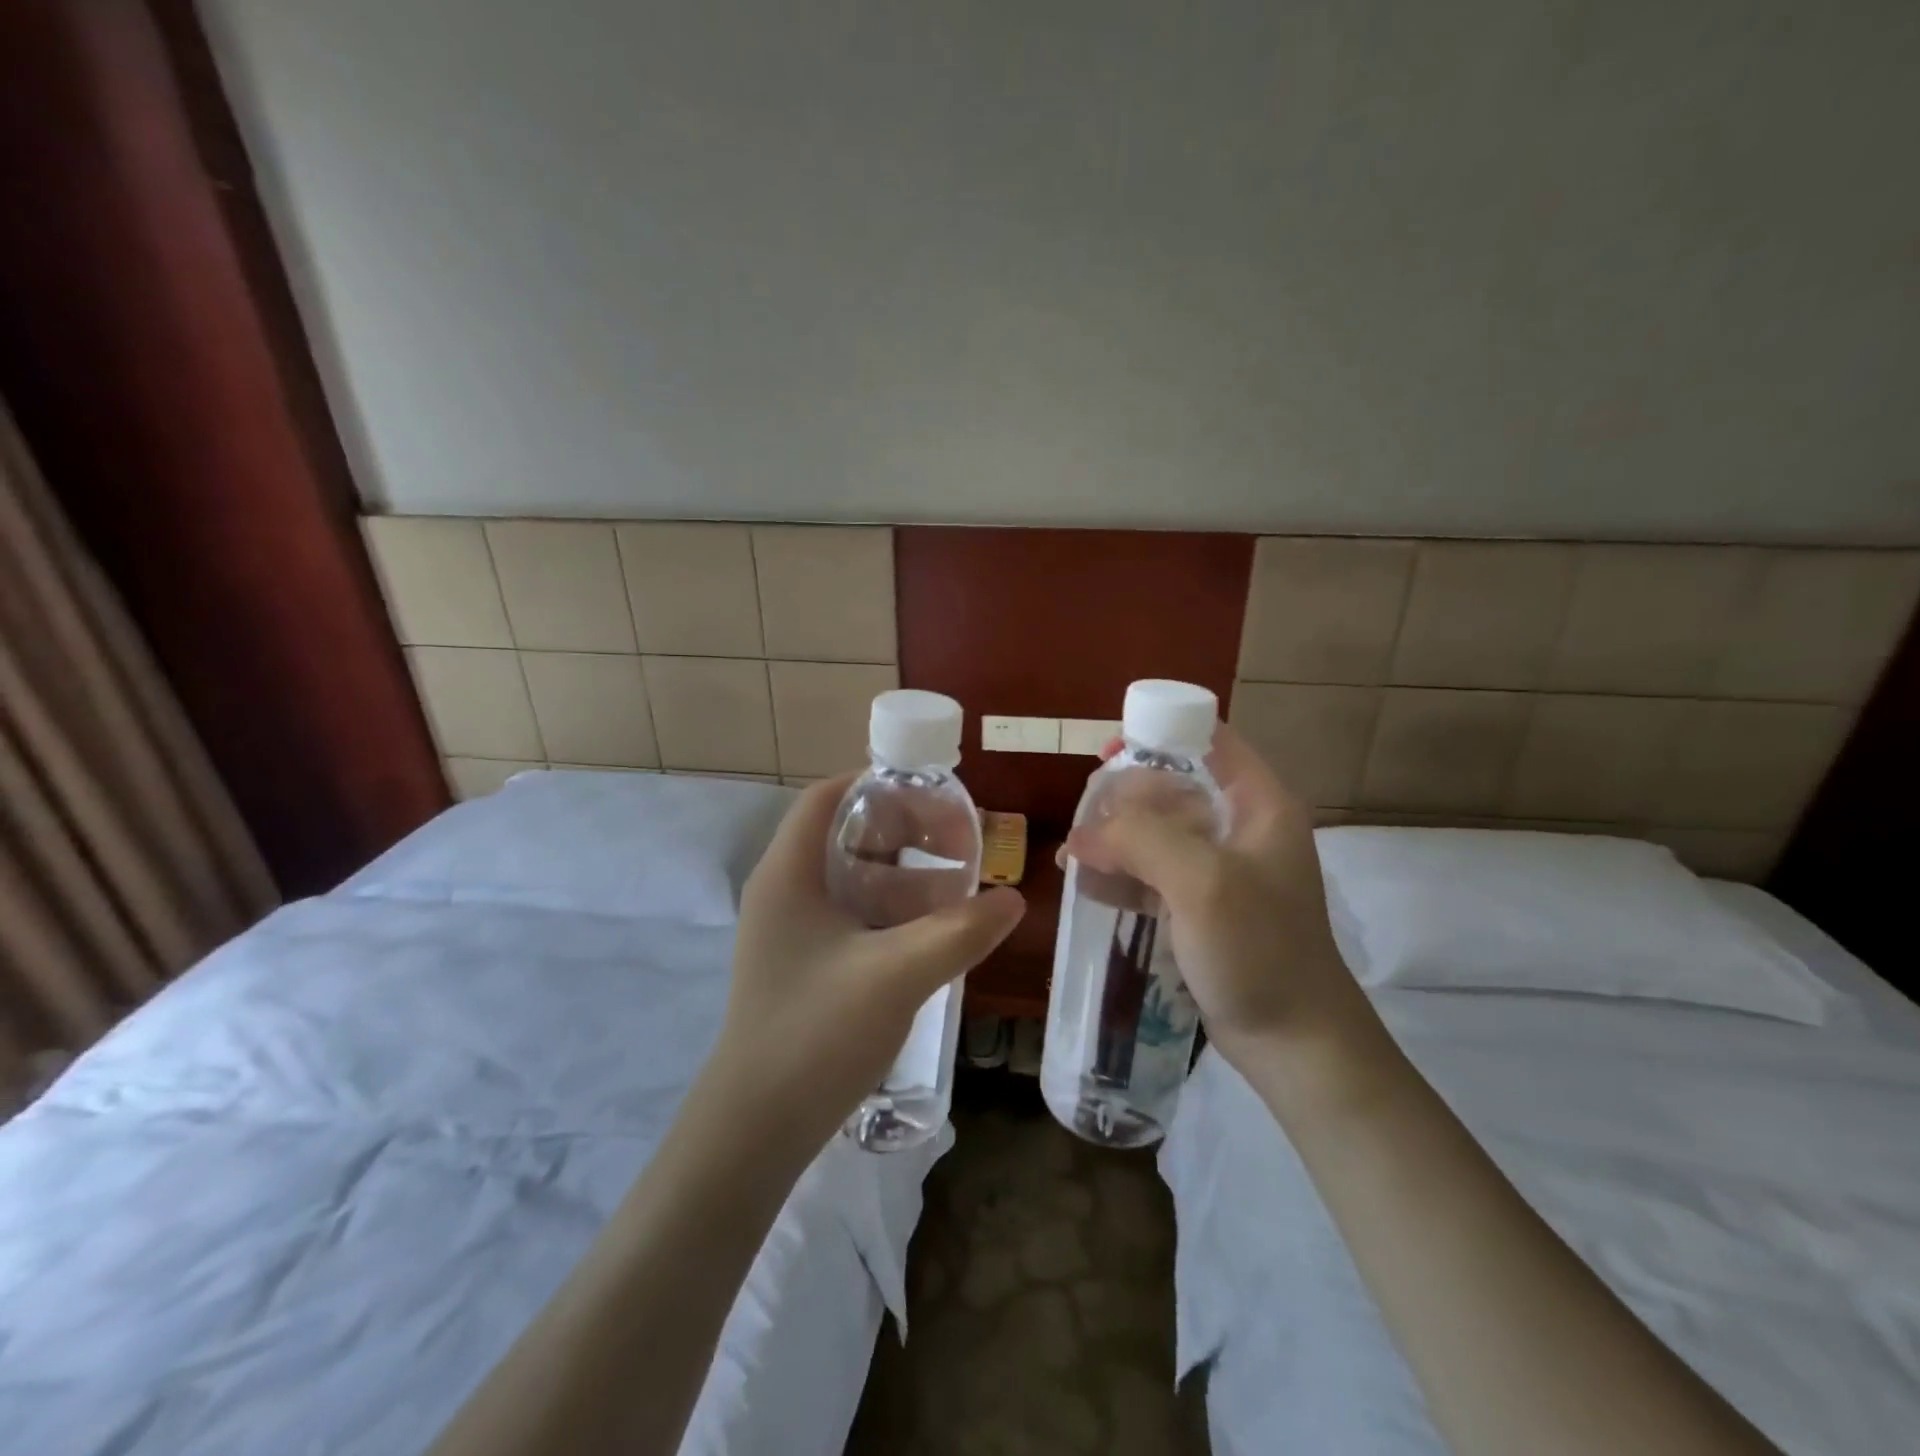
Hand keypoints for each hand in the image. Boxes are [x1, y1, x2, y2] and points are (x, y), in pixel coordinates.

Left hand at [712, 777, 1025, 1151]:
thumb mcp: (897, 975)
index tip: (935, 797)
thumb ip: (959, 932)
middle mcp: (785, 890)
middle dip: (905, 831)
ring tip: (958, 891)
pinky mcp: (804, 963)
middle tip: (959, 844)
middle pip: (846, 833)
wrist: (755, 1130)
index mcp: (790, 873)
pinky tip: (932, 935)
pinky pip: (853, 915)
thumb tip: (1013, 899)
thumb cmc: (816, 1035)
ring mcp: (792, 930)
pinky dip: (893, 911)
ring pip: (854, 877)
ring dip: (905, 876)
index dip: (880, 785)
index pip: (829, 797)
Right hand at [1063, 726, 1378, 1072]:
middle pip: (1172, 786)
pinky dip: (1120, 874)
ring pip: (1156, 831)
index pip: (1209, 740)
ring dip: (1113, 839)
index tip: (1108, 756)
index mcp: (1258, 803)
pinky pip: (1152, 872)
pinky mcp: (1201, 905)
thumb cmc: (1259, 950)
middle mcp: (1240, 827)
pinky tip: (1087, 886)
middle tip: (1084, 825)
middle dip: (1123, 800)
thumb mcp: (1202, 881)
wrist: (1295, 1044)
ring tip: (1072, 859)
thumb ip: (1141, 838)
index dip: (1159, 734)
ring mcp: (1220, 869)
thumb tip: (1082, 832)